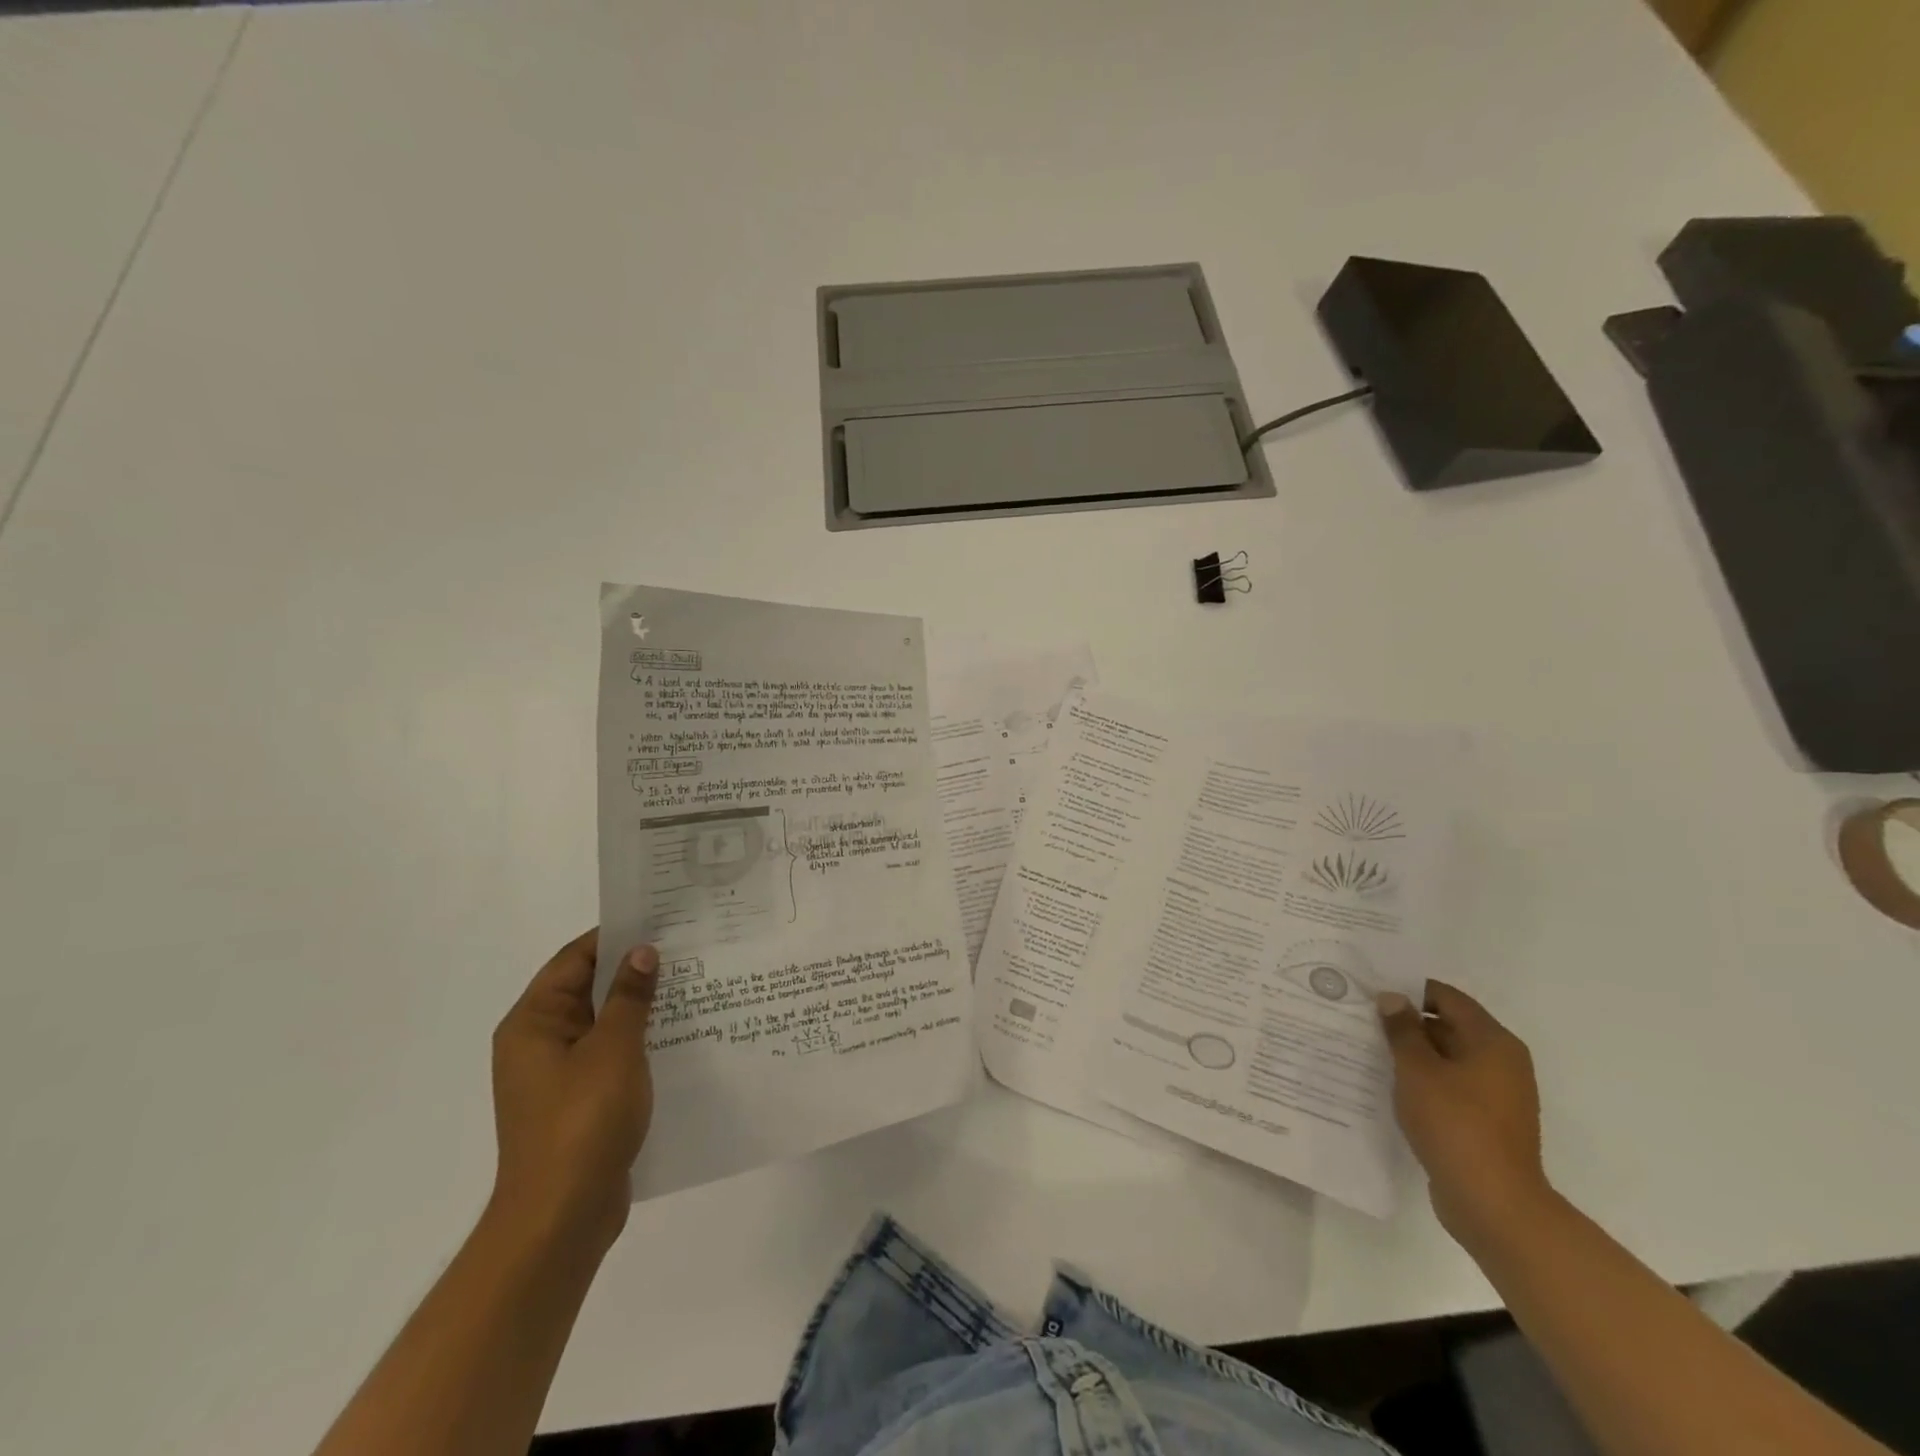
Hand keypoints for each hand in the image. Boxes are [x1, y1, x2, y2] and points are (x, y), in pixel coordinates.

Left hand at [489, 929, 657, 1254]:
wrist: (560, 1217)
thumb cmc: (582, 1121)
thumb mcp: (614, 1048)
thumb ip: (629, 996)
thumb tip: (642, 951)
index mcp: (533, 1022)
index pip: (574, 959)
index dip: (615, 936)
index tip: (660, 920)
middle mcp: (538, 1043)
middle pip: (588, 988)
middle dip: (633, 969)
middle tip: (686, 948)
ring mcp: (557, 1075)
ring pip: (603, 1022)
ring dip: (640, 1006)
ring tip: (691, 985)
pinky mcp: (577, 1100)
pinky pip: (609, 1054)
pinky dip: (638, 1039)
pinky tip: (677, 1035)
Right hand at [1378, 982, 1551, 1250]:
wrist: (1493, 1204)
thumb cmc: (1455, 1124)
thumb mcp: (1417, 1069)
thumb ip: (1402, 1029)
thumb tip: (1392, 998)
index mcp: (1493, 1042)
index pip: (1448, 998)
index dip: (1410, 991)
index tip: (1372, 992)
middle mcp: (1502, 1063)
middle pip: (1449, 1027)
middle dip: (1408, 1023)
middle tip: (1363, 1020)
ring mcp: (1497, 1095)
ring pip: (1448, 1059)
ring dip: (1413, 1055)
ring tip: (1370, 1051)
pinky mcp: (1487, 1123)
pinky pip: (1451, 1087)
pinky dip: (1424, 1082)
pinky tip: (1392, 1086)